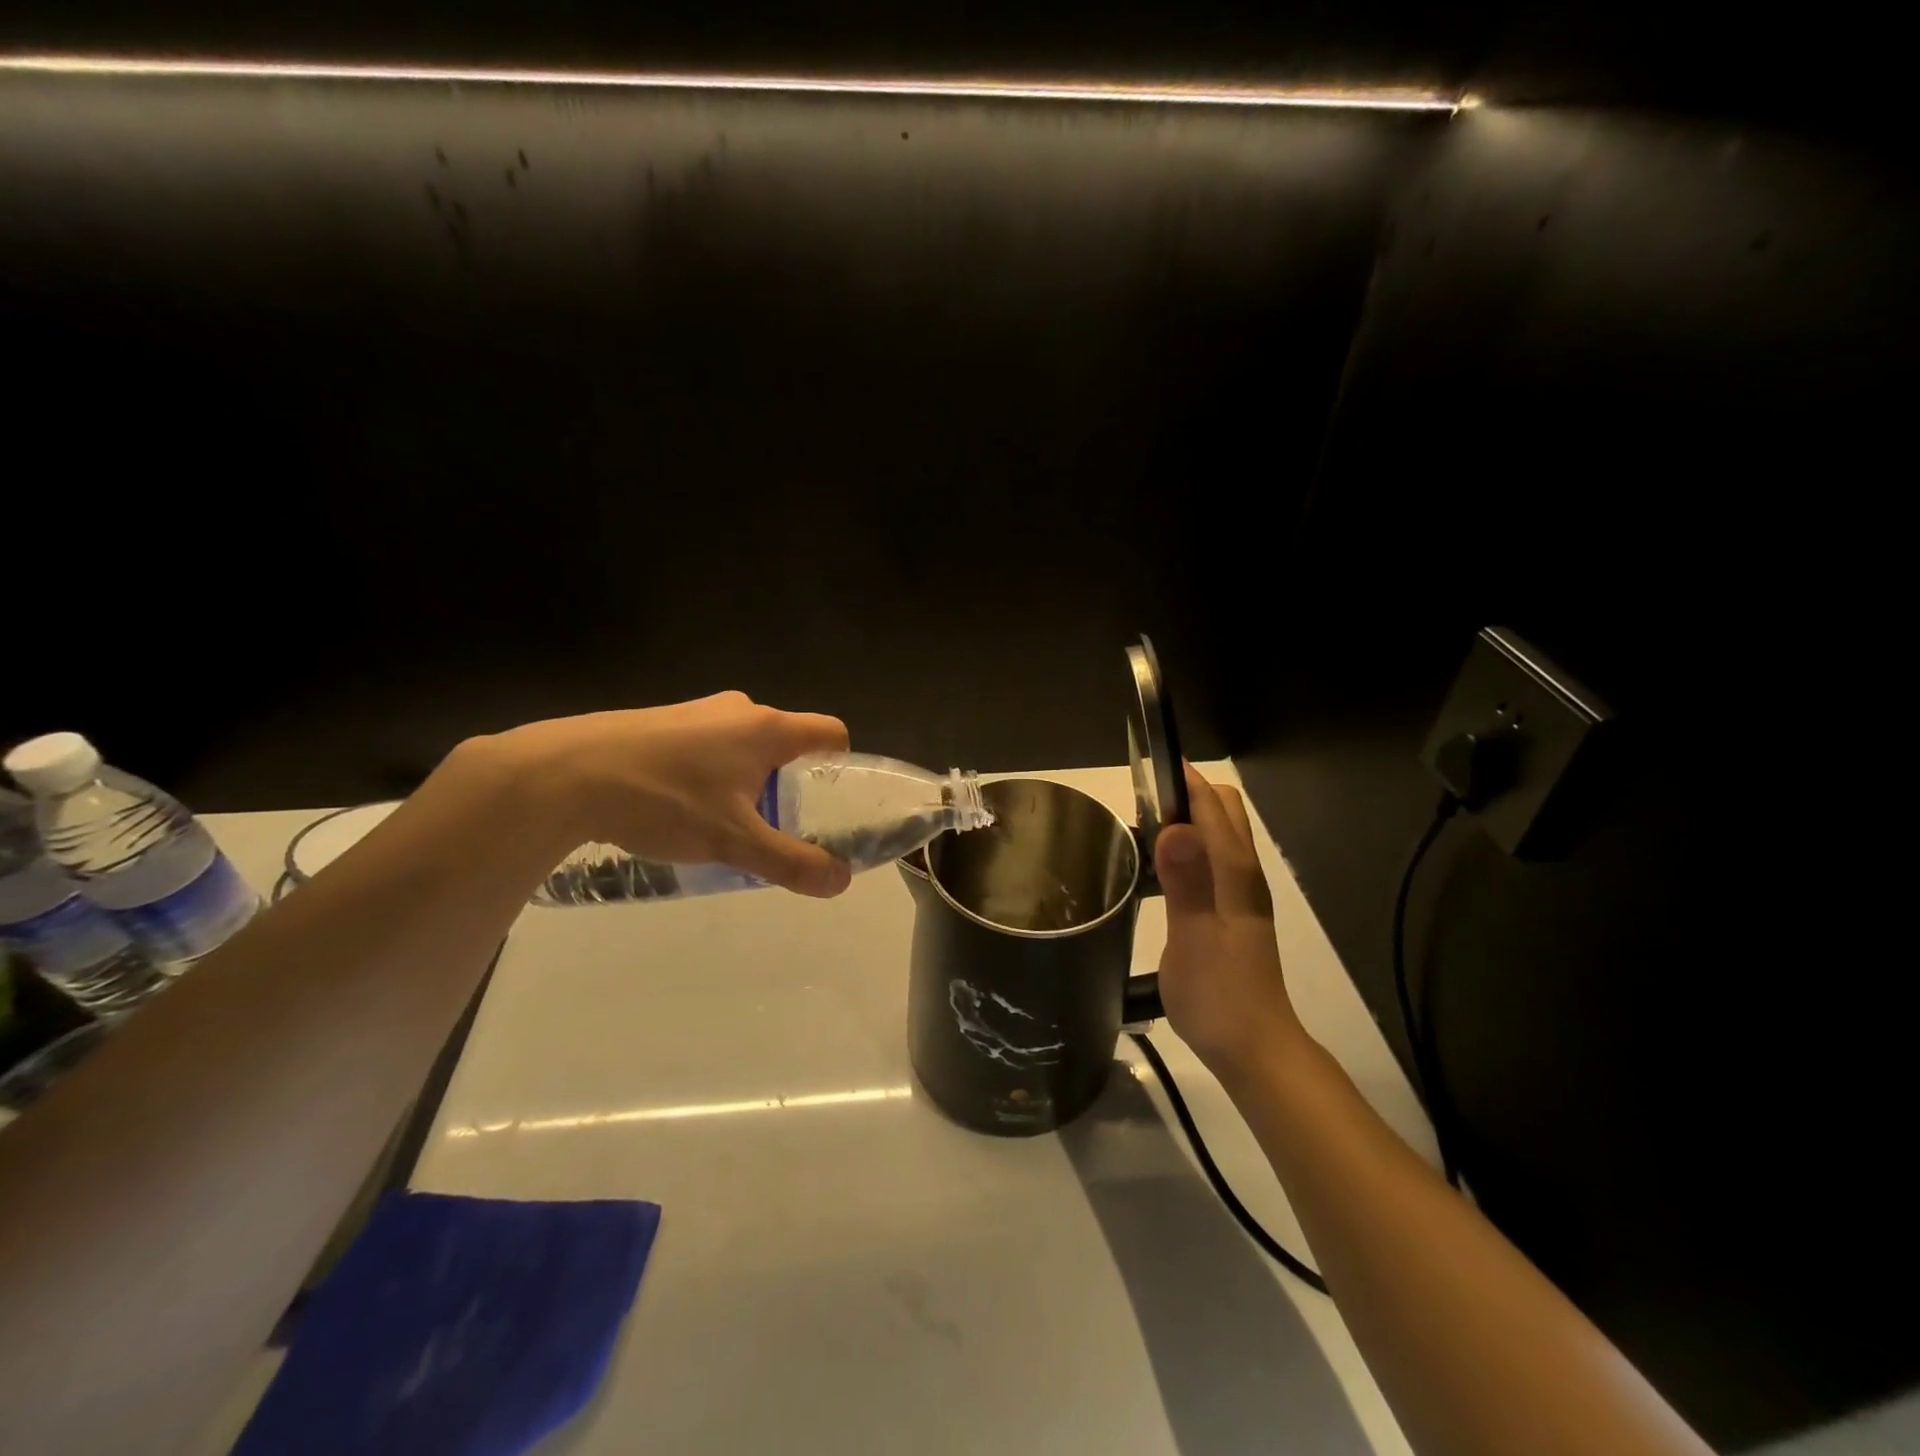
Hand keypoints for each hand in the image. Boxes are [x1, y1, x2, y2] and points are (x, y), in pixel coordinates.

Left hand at [496, 692, 853, 897]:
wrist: (565, 774)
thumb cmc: (664, 800)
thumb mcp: (734, 841)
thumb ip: (792, 862)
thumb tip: (841, 881)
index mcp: (767, 728)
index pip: (830, 733)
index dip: (843, 766)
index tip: (830, 802)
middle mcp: (738, 710)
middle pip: (787, 742)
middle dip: (790, 782)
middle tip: (775, 825)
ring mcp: (696, 712)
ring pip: (744, 745)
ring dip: (748, 780)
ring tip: (724, 823)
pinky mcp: (662, 721)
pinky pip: (708, 746)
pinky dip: (712, 774)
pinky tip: (680, 808)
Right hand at [1154, 766, 1304, 1081]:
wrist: (1253, 1049)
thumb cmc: (1219, 995)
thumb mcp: (1194, 940)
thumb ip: (1186, 883)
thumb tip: (1175, 826)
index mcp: (1235, 874)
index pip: (1215, 808)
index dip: (1185, 781)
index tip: (1146, 765)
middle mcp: (1243, 875)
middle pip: (1225, 811)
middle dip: (1188, 793)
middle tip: (1140, 802)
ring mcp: (1240, 893)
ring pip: (1219, 833)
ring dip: (1188, 817)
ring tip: (1142, 825)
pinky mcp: (1231, 910)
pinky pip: (1211, 857)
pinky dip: (1188, 844)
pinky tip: (1159, 866)